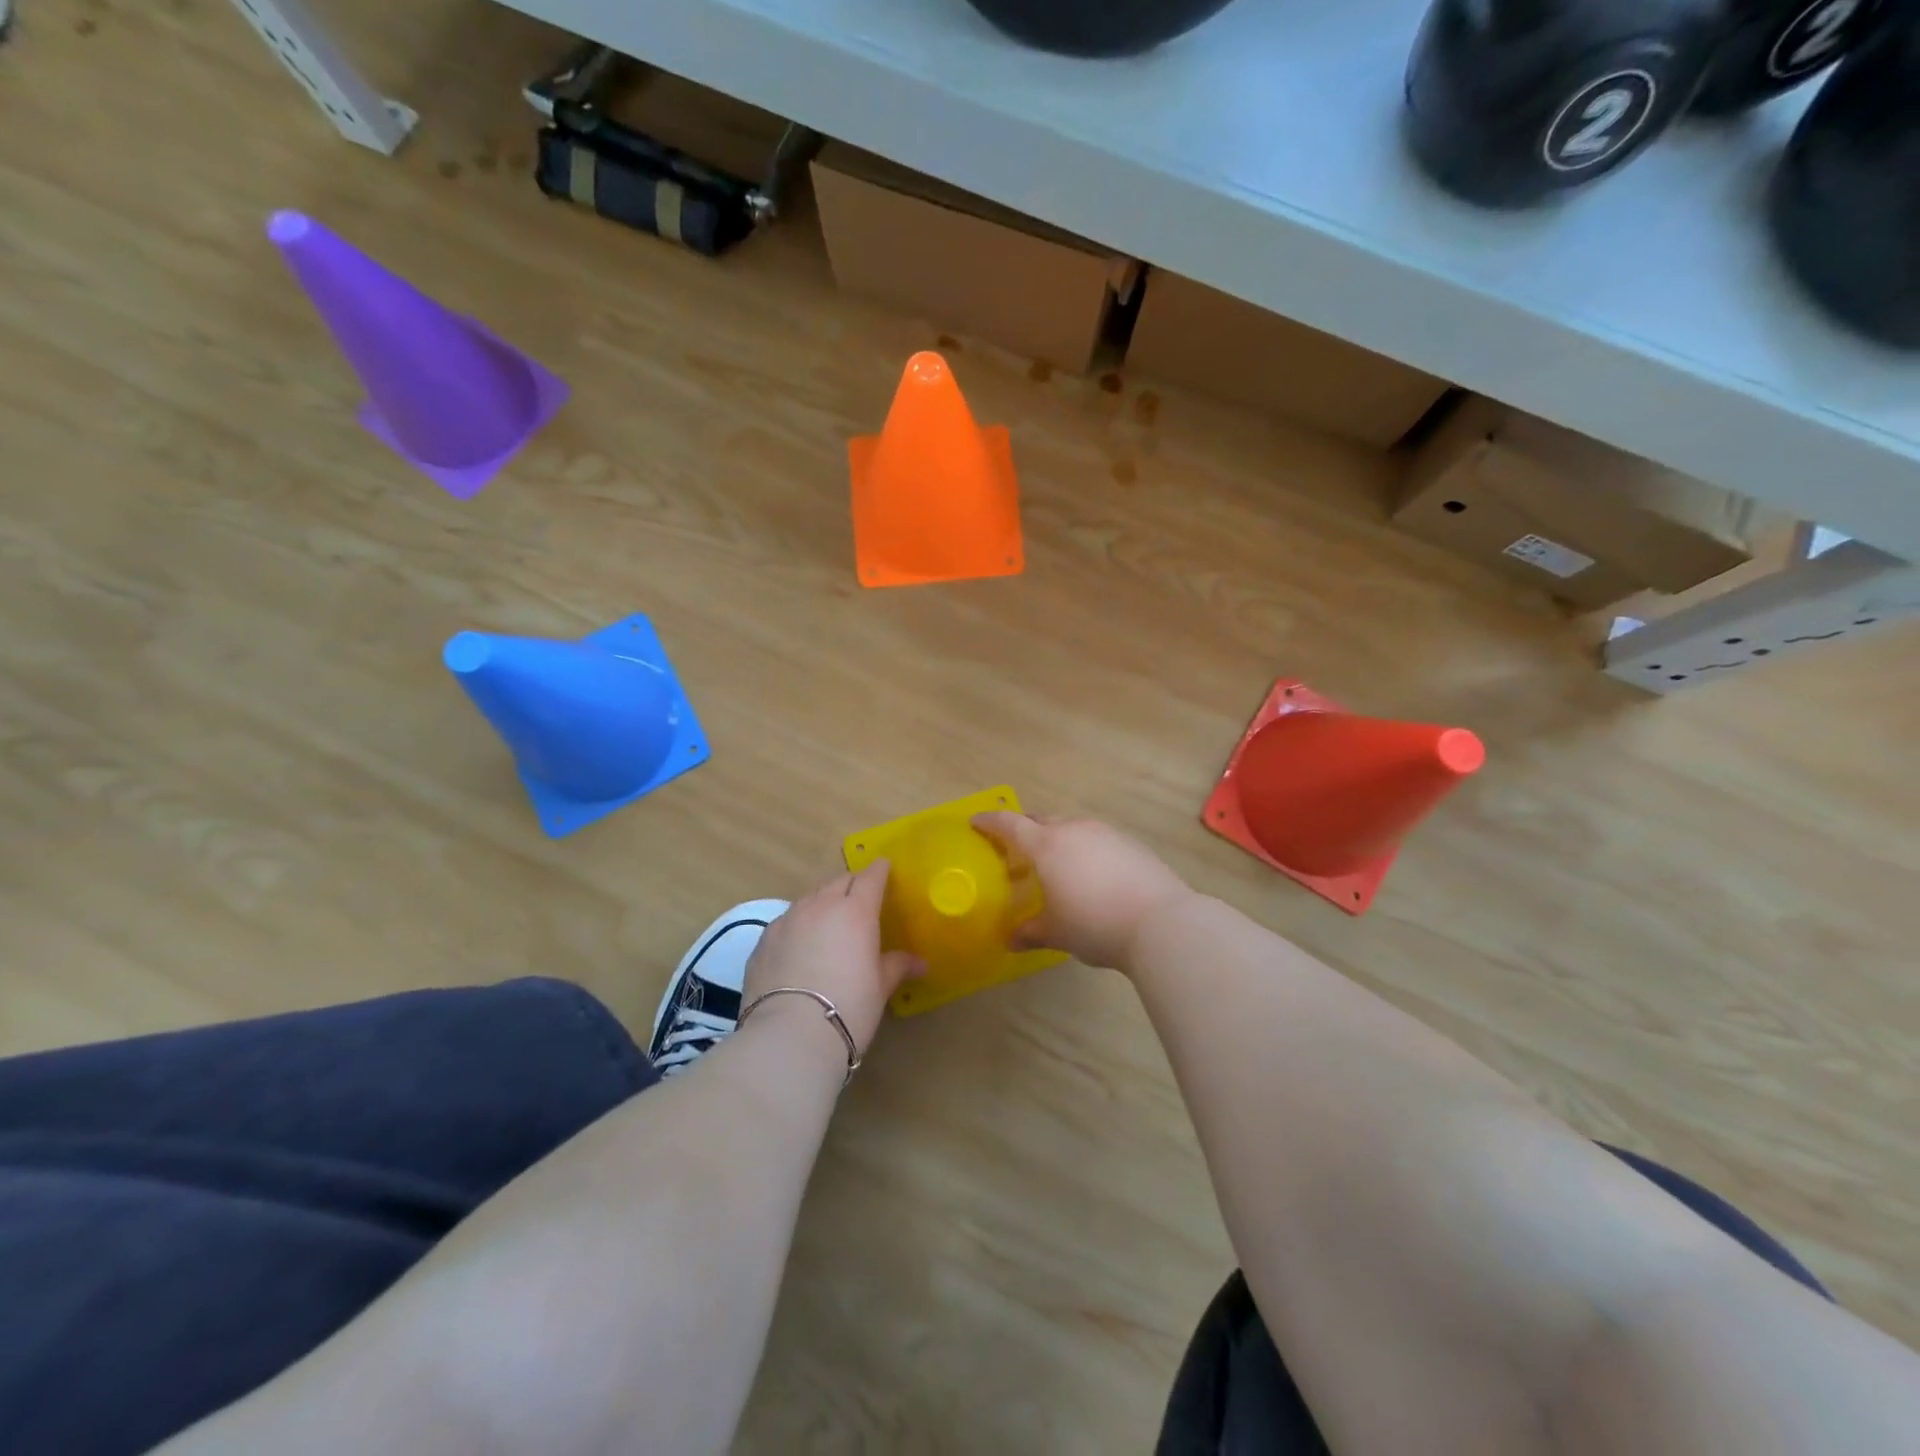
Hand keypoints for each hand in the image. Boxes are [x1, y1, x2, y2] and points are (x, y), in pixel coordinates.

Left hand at [742, 862, 922, 1056]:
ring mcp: (787, 920)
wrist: (788, 1037)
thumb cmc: (848, 1008)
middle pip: (839, 882)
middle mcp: (820, 905)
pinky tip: (800, 947)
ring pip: (810, 898)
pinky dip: (799, 925)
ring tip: (829, 922)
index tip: (884, 868)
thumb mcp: (880, 988)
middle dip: (852, 885)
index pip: (870, 878)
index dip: (879, 871)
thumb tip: (920, 963)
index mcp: (856, 911)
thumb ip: (896, 966)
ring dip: (824, 903)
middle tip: (860, 899)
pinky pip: (787, 921)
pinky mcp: (763, 940)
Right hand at [971, 813, 1191, 973]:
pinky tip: (1091, 874)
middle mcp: (1074, 830)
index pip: (1010, 824)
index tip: (975, 821)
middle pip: (1041, 820)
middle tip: (1015, 849)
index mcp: (1047, 845)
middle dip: (1024, 830)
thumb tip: (1011, 940)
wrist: (1161, 923)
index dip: (990, 821)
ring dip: (1057, 838)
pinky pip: (1096, 839)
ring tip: (1055, 864)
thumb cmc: (1095, 924)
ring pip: (1071, 827)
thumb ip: (1030, 931)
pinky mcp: (1131, 843)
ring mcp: (1106, 833)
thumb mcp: (1057, 933)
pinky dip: (1084, 849)